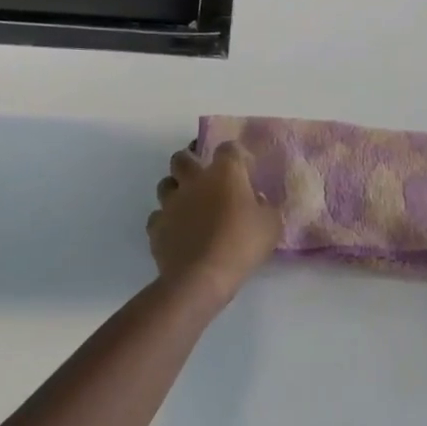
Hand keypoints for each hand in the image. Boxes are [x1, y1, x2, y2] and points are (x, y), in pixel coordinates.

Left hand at [148, 141, 280, 303]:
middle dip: (190, 160)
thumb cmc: (241, 245)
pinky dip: (166, 220)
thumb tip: (257, 201)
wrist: (201, 277)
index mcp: (224, 173)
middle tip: (202, 174)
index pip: (228, 148)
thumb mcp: (270, 226)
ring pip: (165, 184)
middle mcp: (194, 180)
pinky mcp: (156, 226)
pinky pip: (158, 216)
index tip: (242, 167)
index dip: (235, 154)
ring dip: (175, 189)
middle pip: (183, 157)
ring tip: (187, 203)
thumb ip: (265, 207)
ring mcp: (171, 203)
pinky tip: (177, 232)